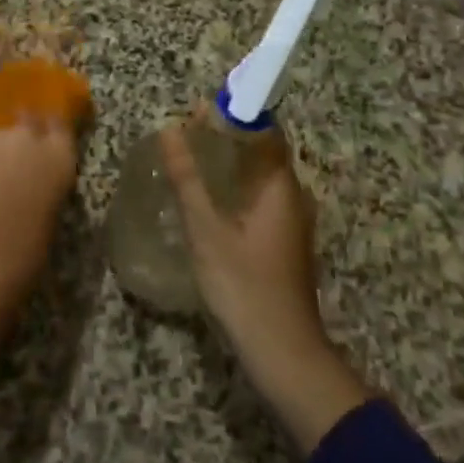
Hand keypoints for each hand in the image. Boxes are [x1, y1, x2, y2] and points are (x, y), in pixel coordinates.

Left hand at [0, 63, 87, 361]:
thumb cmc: (21, 260)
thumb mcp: (49, 219)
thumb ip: (45, 188)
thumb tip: (34, 181)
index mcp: (59, 160)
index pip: (61, 126)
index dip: (53, 130)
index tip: (47, 137)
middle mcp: (27, 139)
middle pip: (27, 121)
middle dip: (22, 135)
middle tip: (13, 163)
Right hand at [159, 122, 369, 451]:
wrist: (282, 352)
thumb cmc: (244, 286)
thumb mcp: (206, 230)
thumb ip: (187, 179)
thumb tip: (171, 131)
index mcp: (280, 187)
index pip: (265, 131)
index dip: (235, 114)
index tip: (199, 110)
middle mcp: (292, 198)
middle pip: (262, 152)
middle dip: (226, 138)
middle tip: (185, 134)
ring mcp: (290, 223)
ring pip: (259, 179)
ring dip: (228, 165)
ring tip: (188, 160)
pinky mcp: (282, 243)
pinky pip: (258, 200)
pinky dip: (233, 190)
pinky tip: (205, 200)